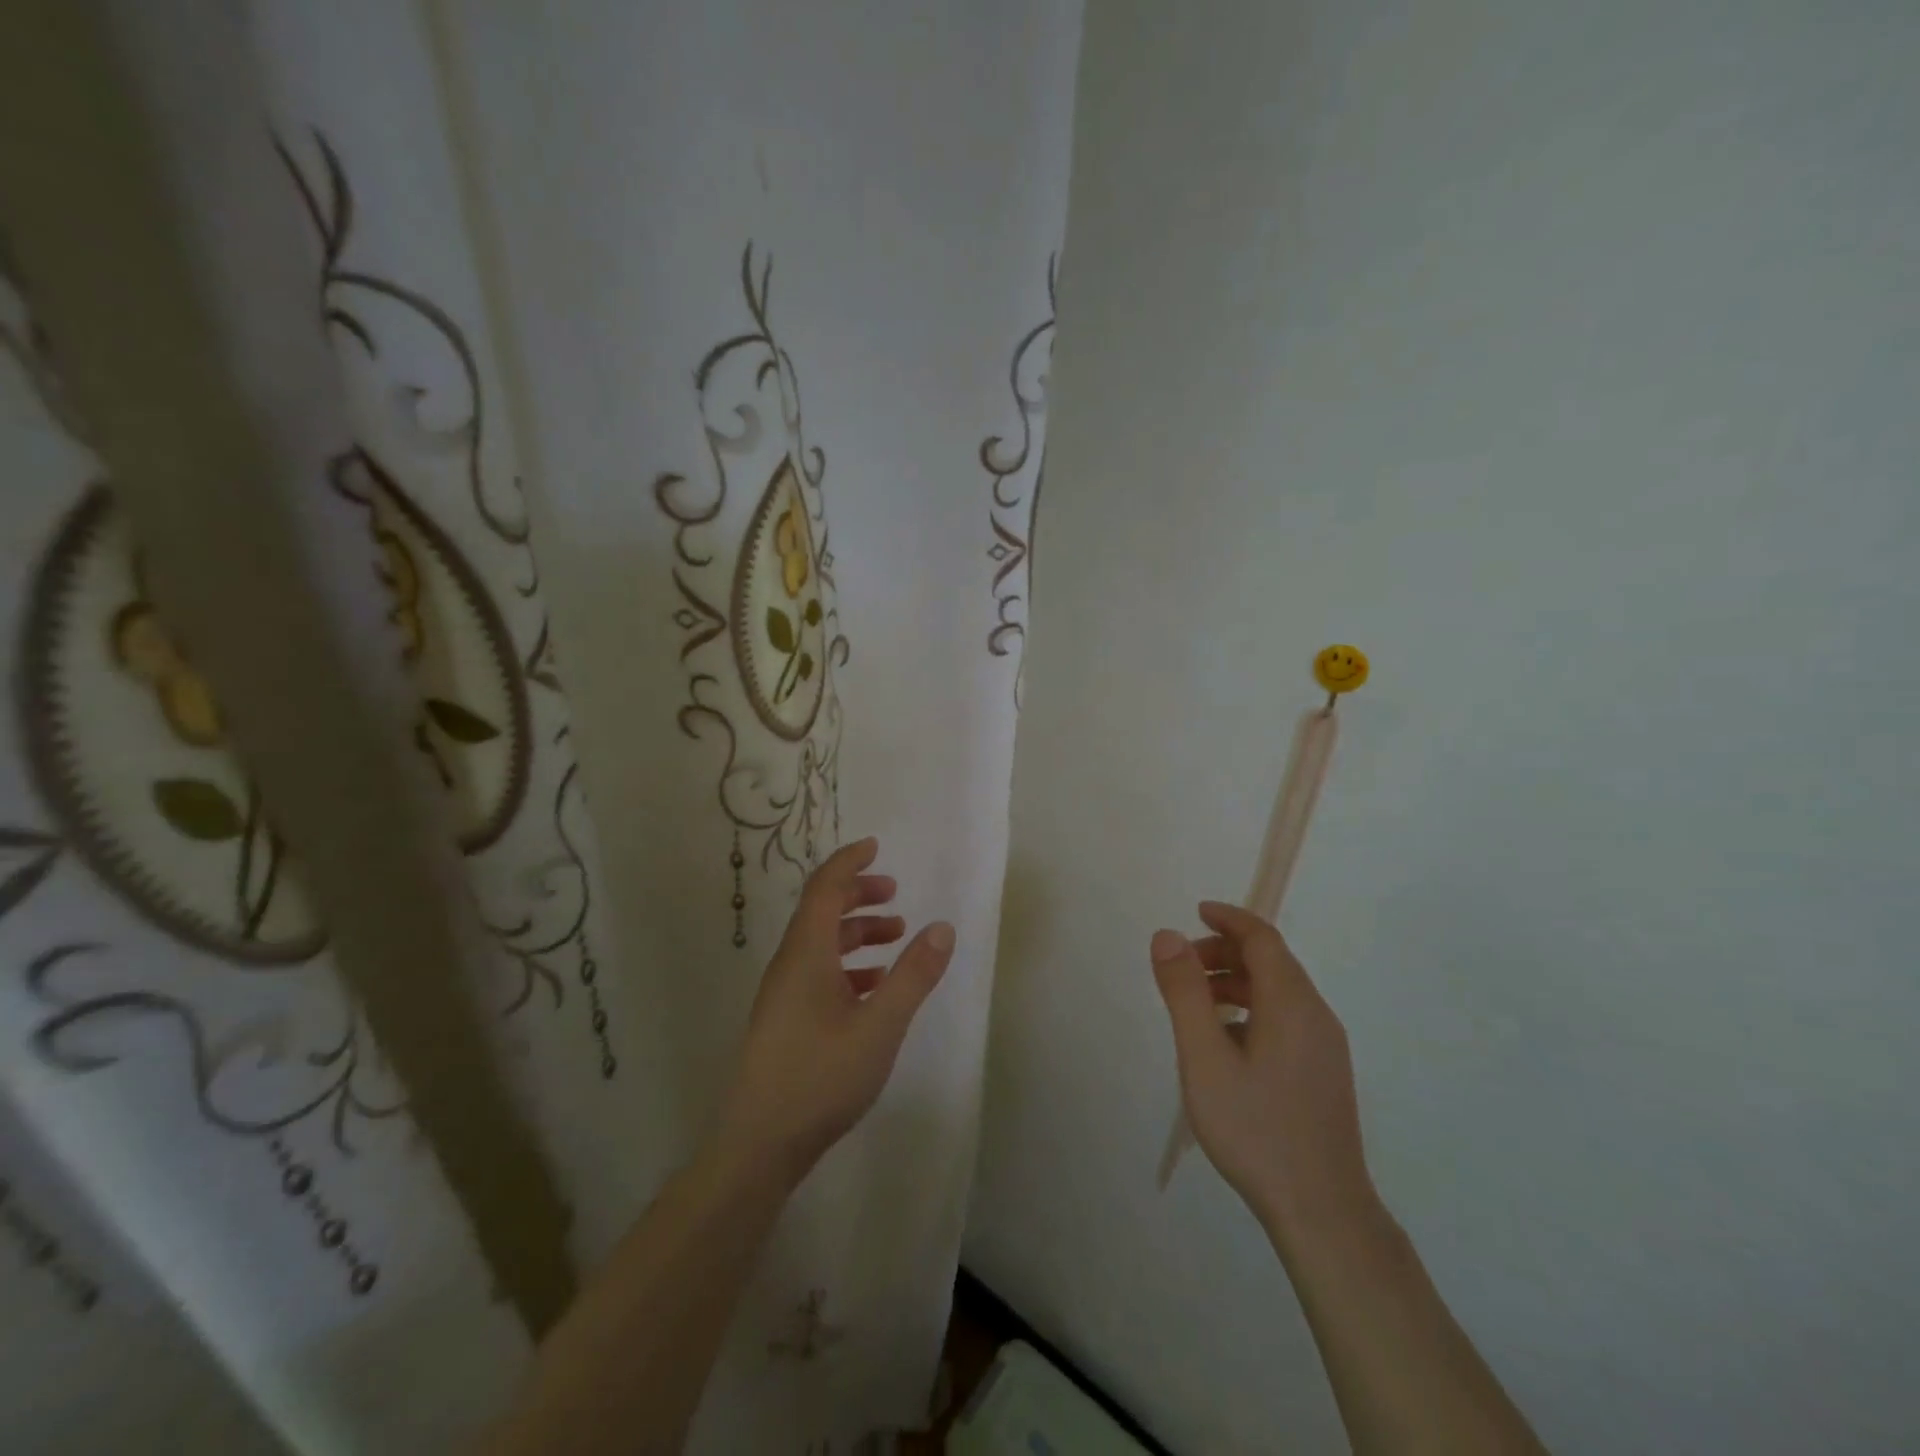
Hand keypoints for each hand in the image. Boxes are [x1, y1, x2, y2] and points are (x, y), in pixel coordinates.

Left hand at [714, 837, 954, 1188]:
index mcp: (806, 953)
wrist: (759, 1146)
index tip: (875, 846)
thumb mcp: (880, 1024)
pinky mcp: (784, 1022)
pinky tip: (873, 987)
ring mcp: (783, 995)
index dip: (849, 862)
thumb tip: (942, 927)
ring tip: (895, 938)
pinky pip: (817, 974)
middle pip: (821, 912)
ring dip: (856, 932)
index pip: (824, 888)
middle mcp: (789, 965)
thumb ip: (914, 975)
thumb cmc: (821, 1076)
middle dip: (858, 895)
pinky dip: (848, 966)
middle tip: (894, 894)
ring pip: (820, 945)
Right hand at [1151, 902, 1375, 1243]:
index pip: (1262, 938)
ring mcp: (1325, 1046)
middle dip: (1224, 952)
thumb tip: (1167, 935)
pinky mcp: (1323, 1072)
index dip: (1228, 919)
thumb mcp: (1204, 1057)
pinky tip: (1224, 1043)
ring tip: (1195, 1004)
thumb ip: (1184, 993)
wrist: (1321, 1211)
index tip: (1195, 912)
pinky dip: (1251, 1008)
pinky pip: (1285, 1018)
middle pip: (1271, 962)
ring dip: (1235, 981)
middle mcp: (1316, 1015)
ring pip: (1278, 992)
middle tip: (1181, 968)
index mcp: (1292, 1003)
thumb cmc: (1256, 1128)